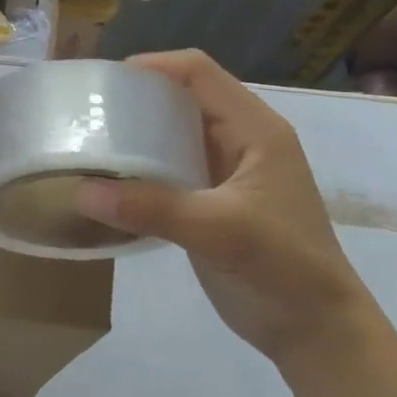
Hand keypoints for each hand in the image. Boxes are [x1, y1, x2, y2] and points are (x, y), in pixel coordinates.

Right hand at [72, 50, 384, 370]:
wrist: (315, 330)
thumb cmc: (283, 267)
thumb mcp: (219, 231)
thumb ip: (151, 207)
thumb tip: (81, 191)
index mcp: (254, 130)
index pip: (198, 73)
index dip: (151, 67)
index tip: (101, 86)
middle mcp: (238, 141)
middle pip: (180, 98)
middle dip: (133, 100)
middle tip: (84, 115)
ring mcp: (223, 173)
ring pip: (170, 135)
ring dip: (132, 136)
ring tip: (86, 144)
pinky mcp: (207, 202)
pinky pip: (166, 171)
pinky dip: (136, 170)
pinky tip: (105, 183)